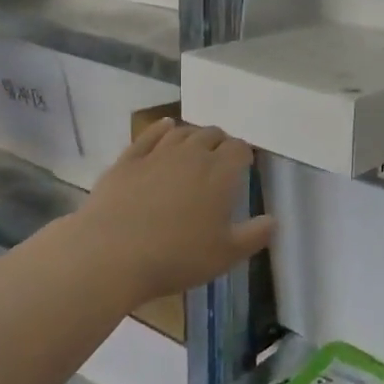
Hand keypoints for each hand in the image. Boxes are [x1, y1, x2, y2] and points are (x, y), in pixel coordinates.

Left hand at [79, 121, 274, 305]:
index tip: (245, 166)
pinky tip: (165, 126)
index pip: (239, 149)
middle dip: (221, 142)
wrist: (110, 254)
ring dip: (194, 135)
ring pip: (182, 132)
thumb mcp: (224, 255)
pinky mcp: (127, 160)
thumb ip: (254, 235)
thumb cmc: (176, 257)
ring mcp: (156, 154)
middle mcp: (191, 155)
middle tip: (221, 158)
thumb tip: (273, 220)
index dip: (244, 155)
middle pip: (212, 134)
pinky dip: (161, 128)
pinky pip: (149, 135)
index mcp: (219, 174)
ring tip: (197, 145)